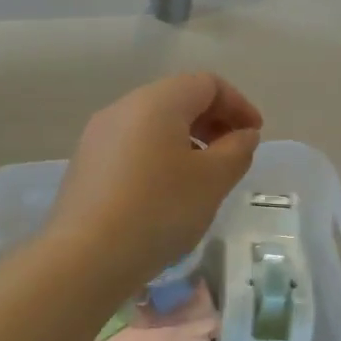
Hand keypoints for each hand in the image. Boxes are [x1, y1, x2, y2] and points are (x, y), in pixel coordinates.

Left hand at [49, 73, 262, 287]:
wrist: (86, 257)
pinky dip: (159, 157)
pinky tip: (167, 193)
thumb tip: (243, 134)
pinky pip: (133, 147)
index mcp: (157, 101)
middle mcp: (123, 108)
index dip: (238, 104)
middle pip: (178, 99)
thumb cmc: (160, 210)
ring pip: (153, 125)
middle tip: (233, 155)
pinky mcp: (86, 165)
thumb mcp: (213, 180)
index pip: (207, 84)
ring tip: (203, 177)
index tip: (254, 135)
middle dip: (212, 122)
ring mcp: (98, 136)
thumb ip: (237, 150)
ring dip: (186, 141)